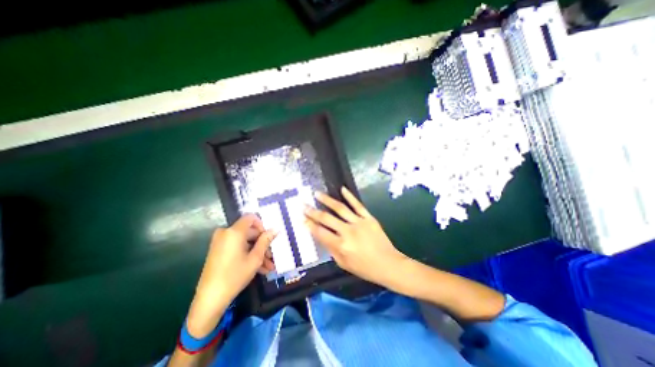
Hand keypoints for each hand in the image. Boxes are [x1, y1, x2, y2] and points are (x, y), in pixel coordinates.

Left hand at [186, 215, 274, 337]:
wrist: (210, 299)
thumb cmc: (235, 276)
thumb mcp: (255, 258)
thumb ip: (266, 241)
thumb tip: (275, 229)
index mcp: (234, 231)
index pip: (251, 218)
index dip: (262, 225)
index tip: (268, 237)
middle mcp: (226, 233)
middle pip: (249, 232)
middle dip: (262, 244)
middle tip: (272, 256)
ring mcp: (220, 242)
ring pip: (244, 242)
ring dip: (257, 252)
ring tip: (268, 266)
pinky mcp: (218, 251)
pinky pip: (237, 248)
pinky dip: (247, 255)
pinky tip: (259, 268)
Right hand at [303, 188, 407, 290]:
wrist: (389, 264)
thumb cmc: (365, 268)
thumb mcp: (343, 264)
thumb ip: (330, 249)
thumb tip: (320, 235)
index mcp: (341, 246)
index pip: (320, 232)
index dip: (309, 225)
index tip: (302, 218)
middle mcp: (348, 232)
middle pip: (327, 218)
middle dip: (313, 211)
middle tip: (303, 205)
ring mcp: (359, 222)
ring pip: (340, 208)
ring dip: (327, 200)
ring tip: (317, 193)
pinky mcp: (369, 218)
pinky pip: (358, 205)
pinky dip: (350, 196)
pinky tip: (342, 189)